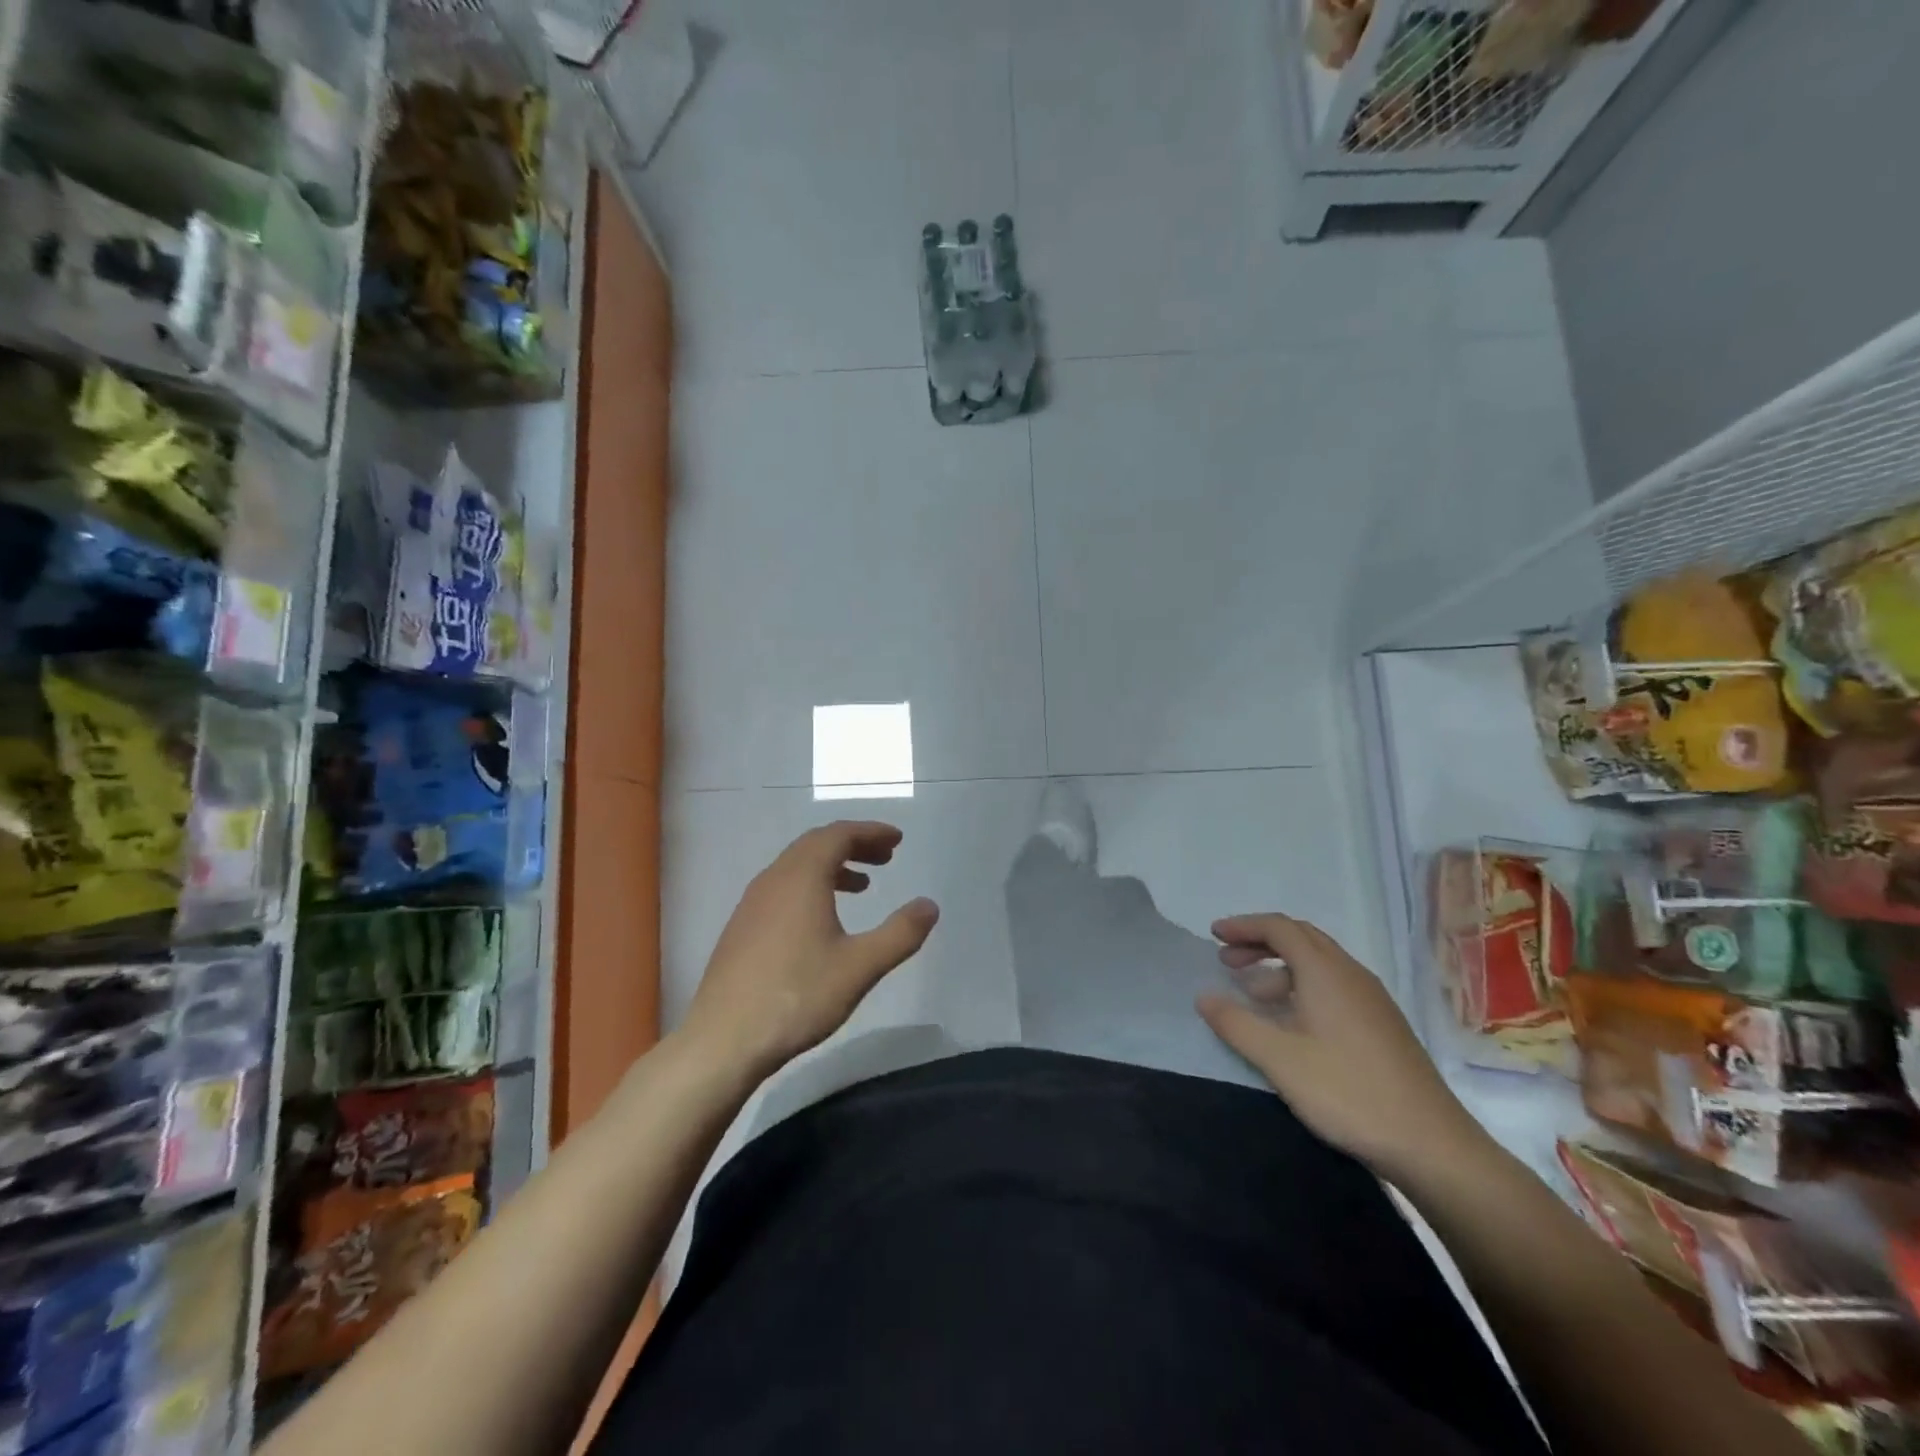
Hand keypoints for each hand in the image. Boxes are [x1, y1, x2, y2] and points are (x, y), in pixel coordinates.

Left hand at [681, 822, 939, 1077]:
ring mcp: (752, 903)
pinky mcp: (742, 927)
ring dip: (832, 866)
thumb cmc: (797, 997)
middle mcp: (773, 879)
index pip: (838, 835)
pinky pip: (782, 887)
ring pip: (796, 867)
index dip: (870, 832)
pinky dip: (811, 886)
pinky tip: (822, 920)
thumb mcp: (860, 967)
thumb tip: (930, 906)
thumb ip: (900, 934)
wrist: (723, 1041)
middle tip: (885, 858)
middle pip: (816, 844)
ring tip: (862, 887)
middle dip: (854, 845)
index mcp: (801, 877)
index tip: (897, 840)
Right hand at [1197, 914, 1487, 1179]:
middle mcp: (1350, 974)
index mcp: (1325, 972)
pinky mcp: (1382, 1023)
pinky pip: (1334, 984)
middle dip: (1260, 942)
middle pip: (1300, 937)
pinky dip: (1303, 986)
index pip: (1279, 928)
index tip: (1214, 935)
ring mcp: (1372, 999)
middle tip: (1227, 960)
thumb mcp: (1279, 1060)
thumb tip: (1203, 996)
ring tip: (1253, 996)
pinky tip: (1293, 1022)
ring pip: (1319, 962)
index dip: (1243, 926)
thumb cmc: (1348, 1093)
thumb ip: (1236, 1023)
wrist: (1432, 1144)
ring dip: (1280, 967)